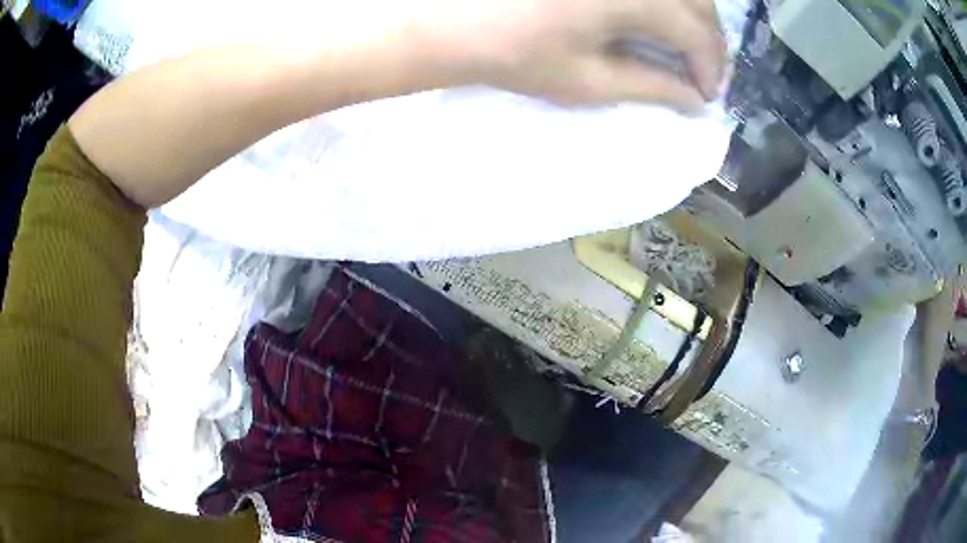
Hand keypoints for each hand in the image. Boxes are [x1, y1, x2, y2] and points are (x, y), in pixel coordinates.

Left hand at [417, 0, 725, 109]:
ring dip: (692, 17)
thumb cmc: (516, 54)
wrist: (454, 20)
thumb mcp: (589, 81)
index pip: (696, 32)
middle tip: (701, 72)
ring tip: (684, 47)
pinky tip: (658, 19)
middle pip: (697, 2)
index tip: (707, 95)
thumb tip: (695, 100)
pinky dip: (666, 2)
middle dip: (708, 41)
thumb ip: (652, 86)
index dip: (710, 67)